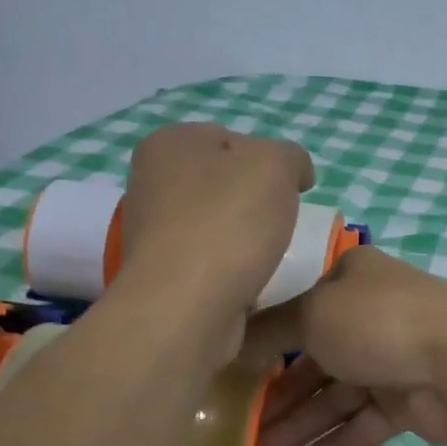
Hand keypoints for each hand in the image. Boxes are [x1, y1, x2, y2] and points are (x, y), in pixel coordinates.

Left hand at [116, 123, 314, 337]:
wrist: (187, 306)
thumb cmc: (229, 222)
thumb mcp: (276, 164)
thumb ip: (291, 156)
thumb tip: (294, 174)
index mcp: (170, 143)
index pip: (232, 139)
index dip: (268, 161)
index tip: (291, 190)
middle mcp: (151, 182)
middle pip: (224, 183)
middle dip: (255, 201)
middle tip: (281, 222)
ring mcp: (152, 231)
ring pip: (217, 223)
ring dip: (244, 237)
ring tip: (267, 255)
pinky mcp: (162, 274)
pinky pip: (210, 260)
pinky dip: (231, 267)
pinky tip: (248, 279)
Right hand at [255, 248, 446, 445]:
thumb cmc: (378, 322)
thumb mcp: (313, 315)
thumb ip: (271, 331)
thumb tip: (235, 339)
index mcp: (353, 280)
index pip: (302, 307)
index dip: (269, 339)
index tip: (236, 370)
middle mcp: (373, 315)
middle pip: (316, 357)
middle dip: (281, 392)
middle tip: (244, 425)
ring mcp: (392, 358)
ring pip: (337, 394)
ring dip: (301, 423)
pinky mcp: (408, 401)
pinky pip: (363, 422)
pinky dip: (335, 442)